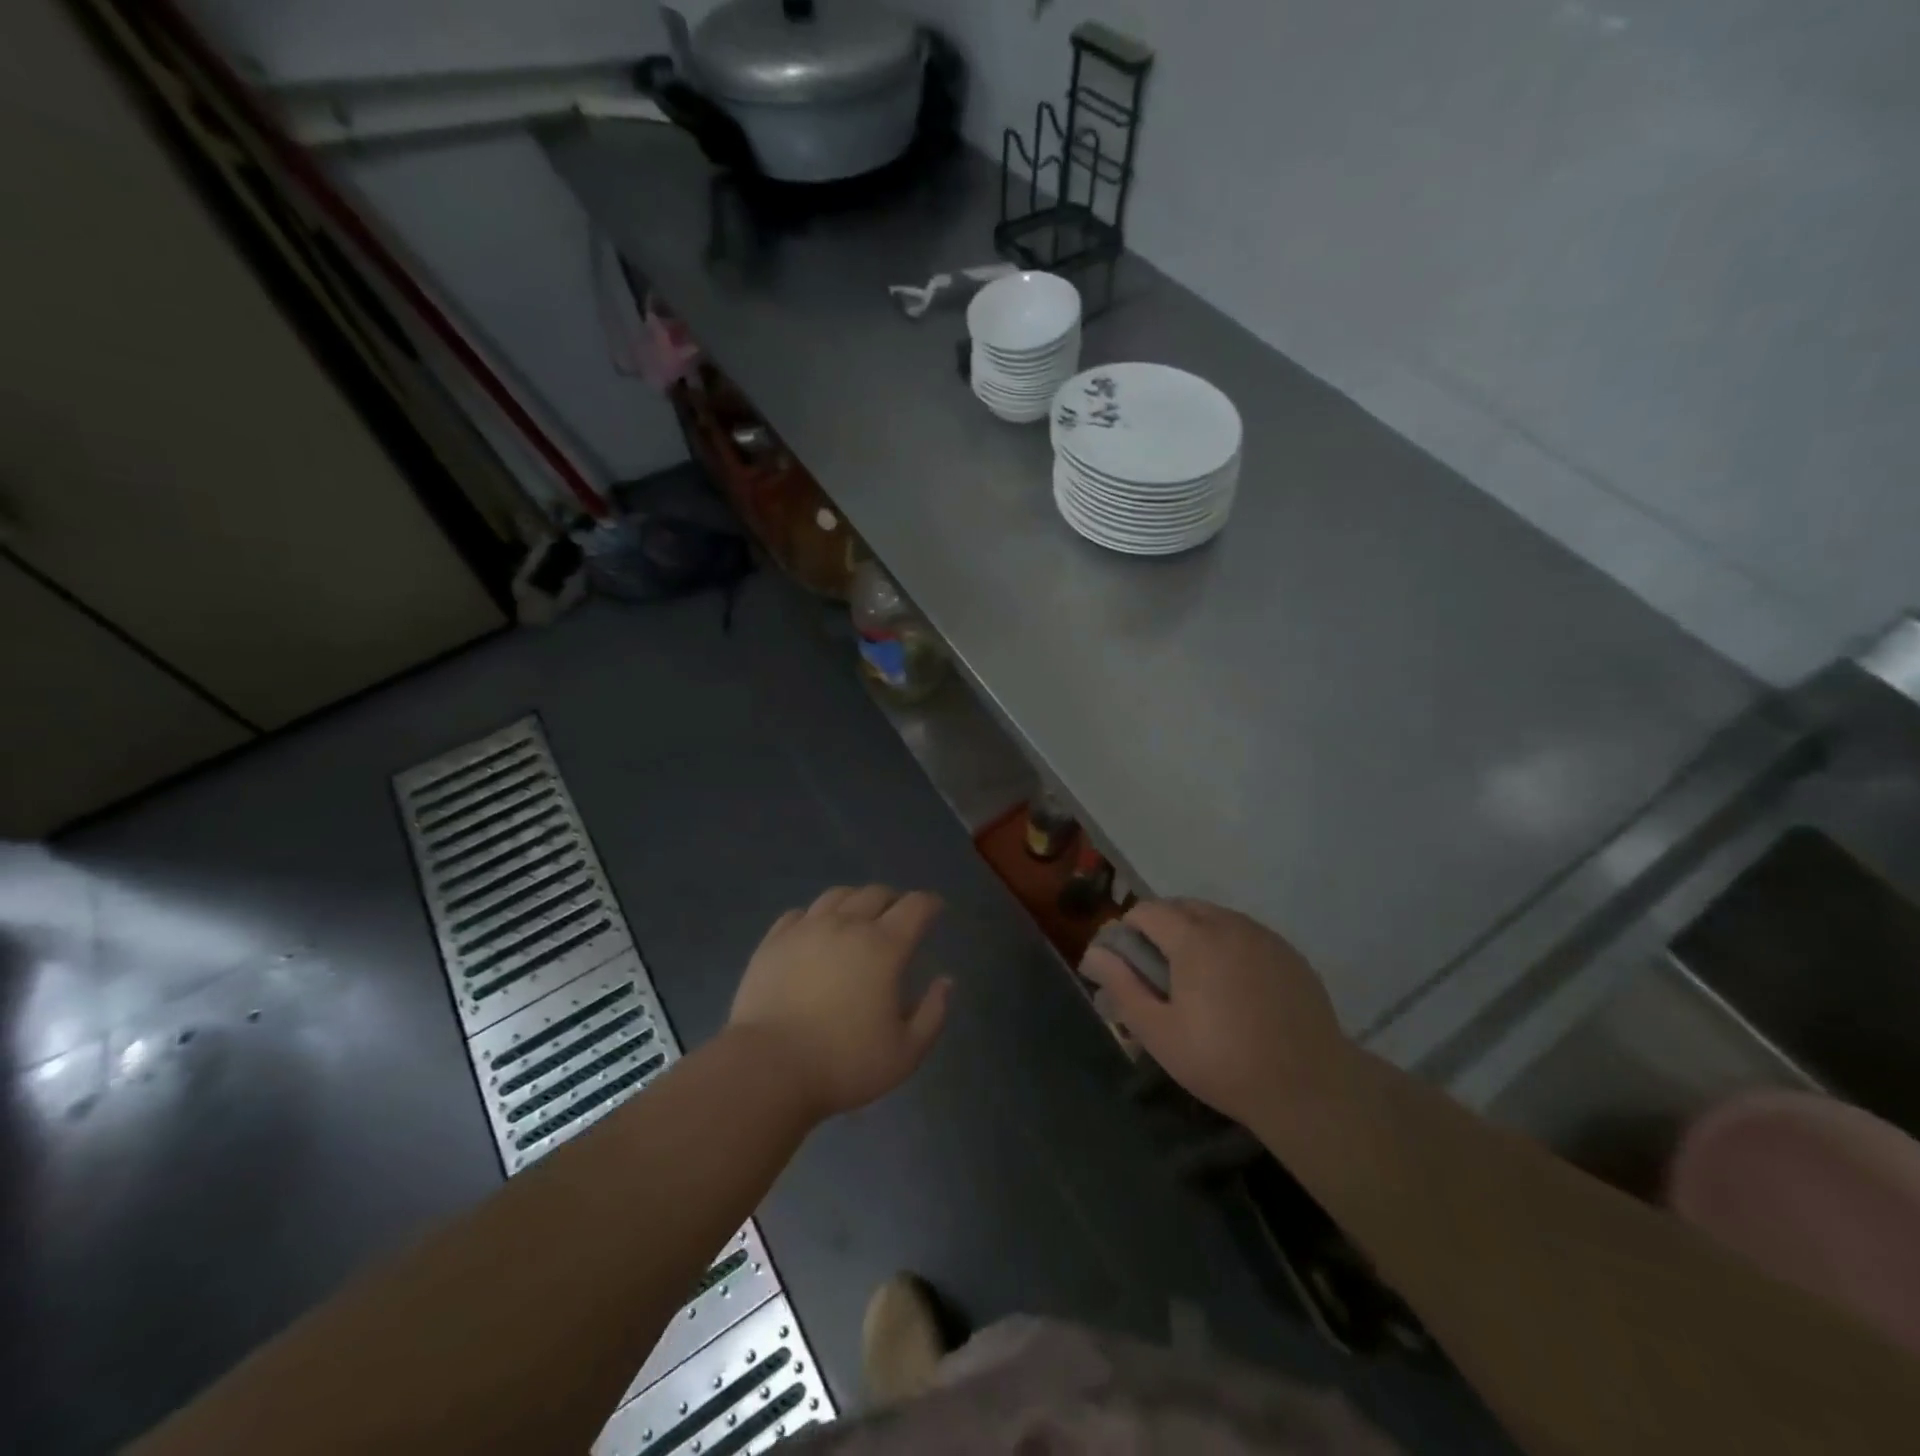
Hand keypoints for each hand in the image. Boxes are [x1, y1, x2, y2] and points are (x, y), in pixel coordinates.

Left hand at [728, 885, 951, 1120]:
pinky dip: (816, 916)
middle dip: (894, 900)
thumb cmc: (844, 1063)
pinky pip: (800, 914)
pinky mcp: (774, 941)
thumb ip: (933, 1013)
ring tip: (858, 917)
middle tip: (899, 916)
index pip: (915, 907)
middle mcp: (846, 925)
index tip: (936, 910)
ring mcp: (806, 929)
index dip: (930, 904)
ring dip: (856, 900)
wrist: (768, 1068)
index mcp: (883, 946)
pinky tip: (816, 931)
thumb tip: (945, 981)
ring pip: (837, 896)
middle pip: (876, 893)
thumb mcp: (906, 1052)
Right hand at [1080, 899, 1353, 1129]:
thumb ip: (1122, 985)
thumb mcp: (1158, 1031)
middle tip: (1158, 972)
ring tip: (1196, 979)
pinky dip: (1229, 945)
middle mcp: (1229, 924)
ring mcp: (1264, 936)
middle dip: (1161, 927)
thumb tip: (1094, 952)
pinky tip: (1234, 986)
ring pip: (1216, 917)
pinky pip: (1246, 934)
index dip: (1128, 930)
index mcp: (1194, 938)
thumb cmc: (1222, 1061)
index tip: (1128, 963)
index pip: (1147, 910)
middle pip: (1182, 907)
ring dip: (1196, 933)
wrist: (1309, 1088)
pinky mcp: (1289, 954)